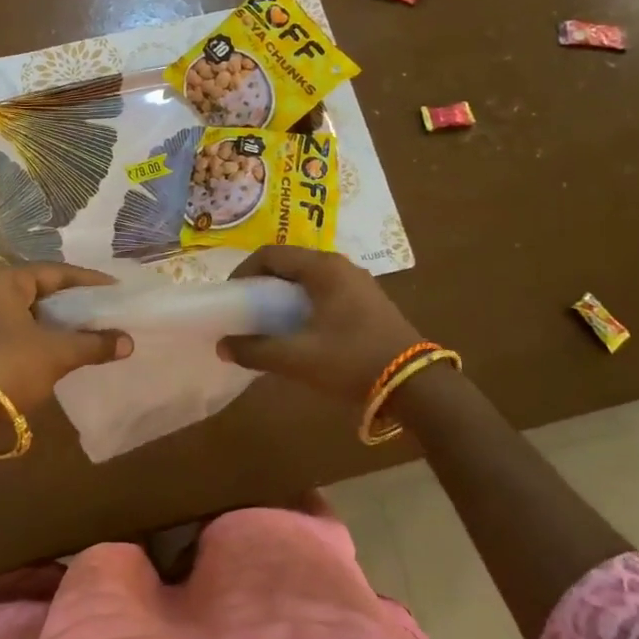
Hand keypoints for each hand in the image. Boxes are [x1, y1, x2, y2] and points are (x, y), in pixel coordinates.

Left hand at [0, 264, 131, 423]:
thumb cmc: (8, 365)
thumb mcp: (56, 352)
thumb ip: (94, 343)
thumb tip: (129, 342)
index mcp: (4, 280)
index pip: (56, 272)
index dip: (90, 282)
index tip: (118, 290)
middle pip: (44, 292)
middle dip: (77, 304)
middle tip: (110, 310)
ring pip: (34, 314)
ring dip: (63, 325)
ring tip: (96, 331)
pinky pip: (24, 333)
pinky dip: (47, 339)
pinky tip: (70, 350)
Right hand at [217, 247, 421, 403]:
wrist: (414, 384)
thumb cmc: (351, 360)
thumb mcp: (297, 357)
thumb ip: (256, 350)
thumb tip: (223, 345)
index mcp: (322, 268)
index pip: (270, 254)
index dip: (243, 272)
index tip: (230, 297)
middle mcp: (340, 265)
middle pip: (289, 262)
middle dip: (262, 283)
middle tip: (245, 309)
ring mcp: (357, 282)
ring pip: (307, 277)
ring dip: (283, 293)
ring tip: (267, 320)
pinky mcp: (367, 300)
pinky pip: (324, 290)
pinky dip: (303, 302)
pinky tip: (299, 329)